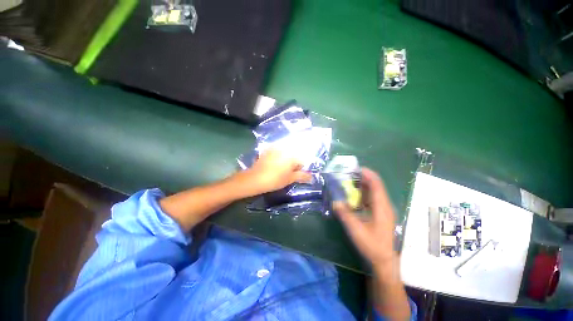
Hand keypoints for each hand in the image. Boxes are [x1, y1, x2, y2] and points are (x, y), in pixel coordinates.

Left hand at [247, 149, 312, 193]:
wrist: (255, 178)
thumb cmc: (275, 179)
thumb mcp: (290, 179)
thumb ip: (302, 176)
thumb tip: (312, 177)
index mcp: (292, 155)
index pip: (301, 161)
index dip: (299, 169)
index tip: (293, 175)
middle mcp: (285, 148)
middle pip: (294, 156)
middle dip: (292, 164)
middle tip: (286, 173)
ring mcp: (276, 148)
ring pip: (286, 153)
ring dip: (285, 160)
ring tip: (279, 169)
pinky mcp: (268, 150)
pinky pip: (277, 152)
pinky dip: (278, 156)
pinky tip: (273, 165)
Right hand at [334, 168, 396, 271]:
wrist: (383, 260)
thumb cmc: (372, 245)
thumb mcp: (355, 229)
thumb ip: (344, 214)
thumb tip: (335, 201)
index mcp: (381, 206)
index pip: (376, 183)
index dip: (367, 173)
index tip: (354, 168)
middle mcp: (384, 204)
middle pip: (375, 185)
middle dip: (362, 177)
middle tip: (347, 174)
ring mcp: (383, 209)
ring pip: (373, 191)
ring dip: (361, 184)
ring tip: (348, 181)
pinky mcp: (380, 213)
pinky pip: (371, 198)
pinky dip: (362, 193)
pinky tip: (353, 195)